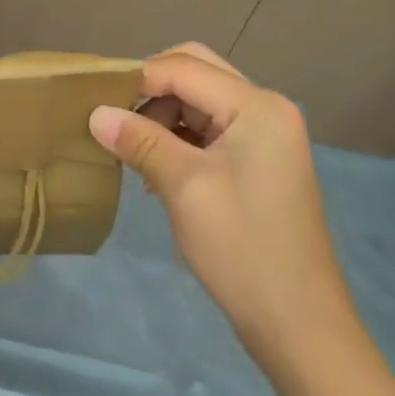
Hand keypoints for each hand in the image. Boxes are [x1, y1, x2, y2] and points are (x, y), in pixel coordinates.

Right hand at [88, 43, 357, 369]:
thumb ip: (139, 140)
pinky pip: (209, 129)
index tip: (94, 99)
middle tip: (114, 117)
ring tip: (131, 150)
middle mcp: (265, 109)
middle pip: (195, 73)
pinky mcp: (258, 161)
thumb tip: (95, 113)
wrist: (300, 328)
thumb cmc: (242, 249)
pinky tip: (155, 167)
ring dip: (162, 115)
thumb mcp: (183, 187)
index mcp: (257, 106)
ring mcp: (265, 135)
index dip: (137, 78)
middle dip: (151, 90)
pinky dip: (178, 137)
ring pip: (199, 100)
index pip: (183, 68)